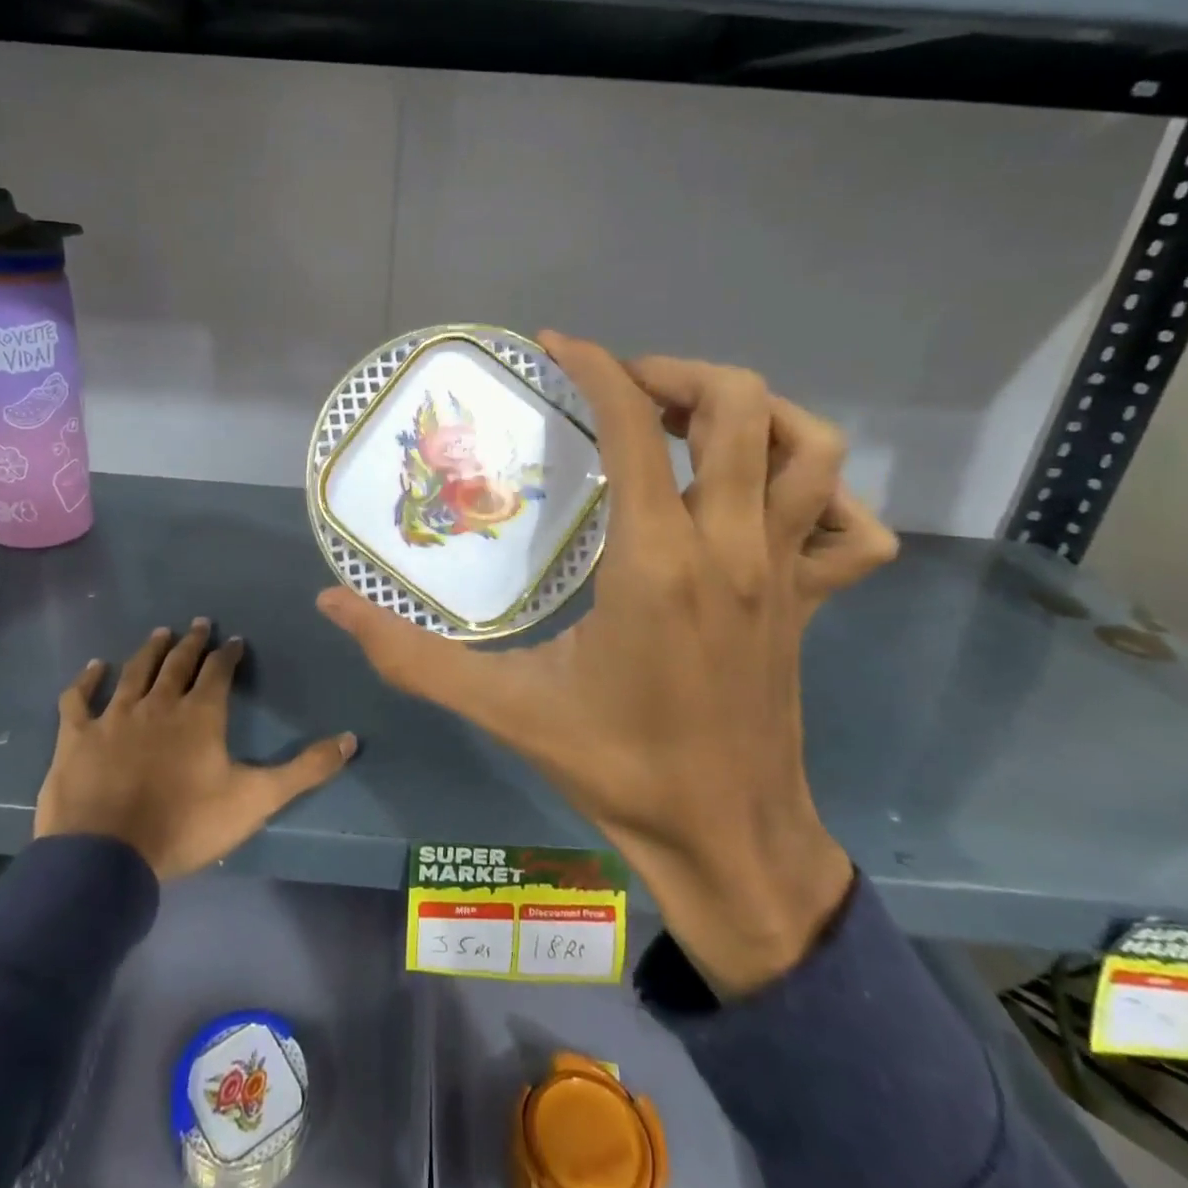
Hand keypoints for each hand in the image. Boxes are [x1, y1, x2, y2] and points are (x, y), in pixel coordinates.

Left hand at [36, 621, 358, 880]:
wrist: (107, 858)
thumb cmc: (186, 825)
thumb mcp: (257, 800)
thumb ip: (306, 770)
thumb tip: (352, 739)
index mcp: (201, 714)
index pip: (219, 672)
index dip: (228, 654)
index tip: (234, 640)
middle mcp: (159, 704)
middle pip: (178, 663)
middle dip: (192, 642)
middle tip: (199, 623)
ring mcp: (115, 716)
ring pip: (135, 671)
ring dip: (149, 650)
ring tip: (160, 633)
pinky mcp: (77, 735)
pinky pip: (79, 698)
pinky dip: (86, 680)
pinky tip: (93, 666)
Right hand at [318, 335, 896, 995]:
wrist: (726, 841)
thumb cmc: (617, 768)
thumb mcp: (503, 708)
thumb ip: (411, 656)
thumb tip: (332, 605)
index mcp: (657, 563)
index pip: (637, 427)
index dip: (598, 368)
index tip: (560, 346)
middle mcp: (732, 548)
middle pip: (743, 407)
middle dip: (680, 373)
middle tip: (627, 388)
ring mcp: (785, 573)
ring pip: (812, 449)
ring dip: (757, 411)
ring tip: (694, 423)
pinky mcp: (814, 602)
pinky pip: (855, 529)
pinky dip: (824, 494)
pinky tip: (769, 502)